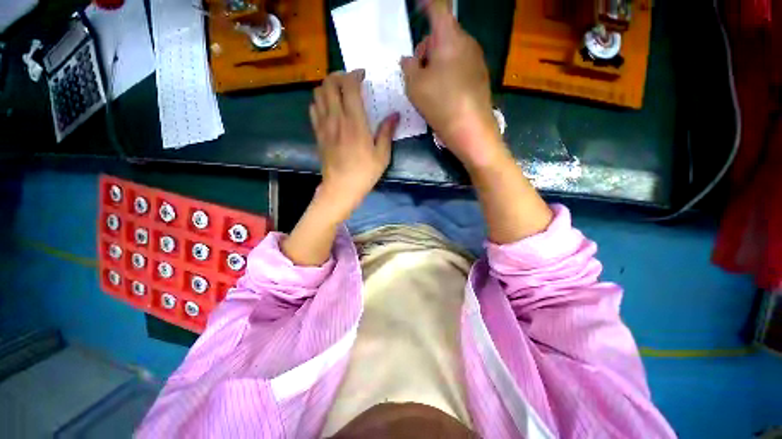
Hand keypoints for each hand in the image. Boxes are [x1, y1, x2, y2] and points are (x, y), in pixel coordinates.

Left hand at [310, 70, 399, 220]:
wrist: (341, 188)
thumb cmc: (364, 173)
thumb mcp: (382, 155)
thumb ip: (387, 132)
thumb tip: (395, 115)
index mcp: (355, 122)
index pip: (349, 87)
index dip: (354, 75)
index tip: (363, 75)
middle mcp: (336, 118)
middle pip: (329, 84)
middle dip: (339, 75)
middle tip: (350, 81)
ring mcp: (324, 125)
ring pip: (318, 93)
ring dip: (328, 86)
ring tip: (339, 92)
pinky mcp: (318, 134)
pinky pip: (313, 109)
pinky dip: (320, 101)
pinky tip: (329, 108)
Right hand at [401, 2, 506, 170]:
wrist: (471, 129)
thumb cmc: (441, 103)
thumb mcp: (414, 85)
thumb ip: (408, 66)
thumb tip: (409, 60)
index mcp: (449, 37)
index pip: (438, 7)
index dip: (426, 3)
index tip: (418, 5)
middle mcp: (466, 42)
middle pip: (442, 34)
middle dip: (427, 48)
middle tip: (417, 72)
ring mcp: (476, 60)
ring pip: (451, 52)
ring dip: (436, 63)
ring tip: (429, 89)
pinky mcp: (480, 76)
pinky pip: (459, 66)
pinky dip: (448, 73)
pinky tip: (443, 95)